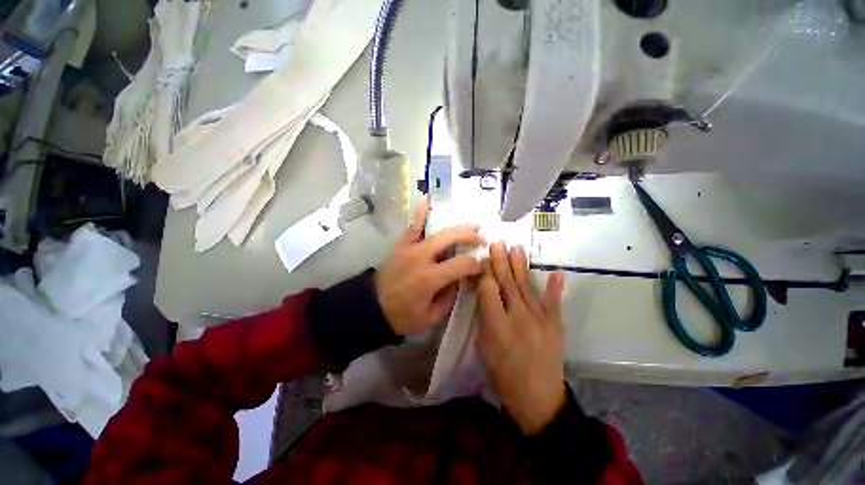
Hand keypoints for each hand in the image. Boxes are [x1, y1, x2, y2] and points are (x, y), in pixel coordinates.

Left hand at [375, 196, 484, 335]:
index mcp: (430, 278)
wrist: (371, 307)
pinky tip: (427, 199)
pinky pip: (412, 226)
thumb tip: (460, 279)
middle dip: (469, 237)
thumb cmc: (402, 316)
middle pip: (451, 239)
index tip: (482, 266)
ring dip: (456, 227)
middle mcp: (422, 258)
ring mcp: (410, 248)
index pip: (462, 264)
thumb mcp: (430, 316)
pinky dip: (420, 213)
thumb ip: (449, 297)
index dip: (476, 264)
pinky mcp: (401, 245)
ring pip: (437, 231)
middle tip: (481, 238)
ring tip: (471, 225)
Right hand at [477, 242, 566, 435]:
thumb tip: (484, 294)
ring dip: (520, 266)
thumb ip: (485, 318)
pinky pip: (554, 303)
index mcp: (497, 326)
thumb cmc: (503, 374)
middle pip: (507, 283)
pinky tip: (557, 272)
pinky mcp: (555, 325)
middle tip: (497, 243)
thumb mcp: (484, 348)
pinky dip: (555, 287)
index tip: (482, 258)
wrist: (539, 398)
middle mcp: (518, 318)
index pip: (488, 289)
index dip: (484, 272)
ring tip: (516, 248)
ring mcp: (540, 320)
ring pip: (526, 287)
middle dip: (500, 261)